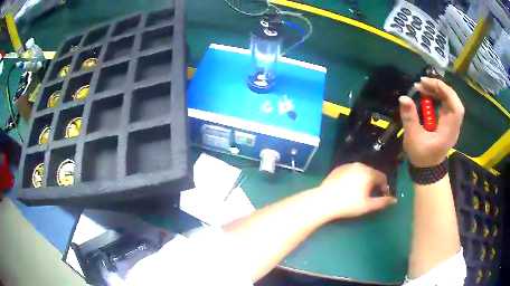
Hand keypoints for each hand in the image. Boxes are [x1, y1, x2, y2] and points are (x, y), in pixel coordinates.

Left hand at [317, 163, 396, 219]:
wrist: (324, 201)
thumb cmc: (349, 204)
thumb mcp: (368, 205)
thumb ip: (383, 202)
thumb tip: (394, 200)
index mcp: (368, 173)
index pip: (382, 177)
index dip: (384, 186)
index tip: (382, 195)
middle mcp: (359, 165)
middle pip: (372, 173)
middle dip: (374, 183)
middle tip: (371, 194)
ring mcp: (348, 165)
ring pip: (361, 171)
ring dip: (364, 179)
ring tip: (360, 191)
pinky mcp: (338, 168)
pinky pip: (351, 171)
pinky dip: (354, 177)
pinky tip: (349, 187)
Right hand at [399, 77, 464, 167]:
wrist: (427, 168)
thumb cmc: (421, 156)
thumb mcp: (413, 138)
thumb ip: (409, 118)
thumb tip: (403, 97)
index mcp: (448, 131)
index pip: (455, 108)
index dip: (445, 92)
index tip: (429, 83)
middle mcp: (453, 125)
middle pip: (453, 100)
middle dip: (439, 88)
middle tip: (422, 82)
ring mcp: (451, 122)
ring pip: (450, 100)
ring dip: (437, 90)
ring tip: (421, 86)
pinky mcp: (447, 121)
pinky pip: (446, 103)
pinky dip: (437, 95)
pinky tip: (427, 93)